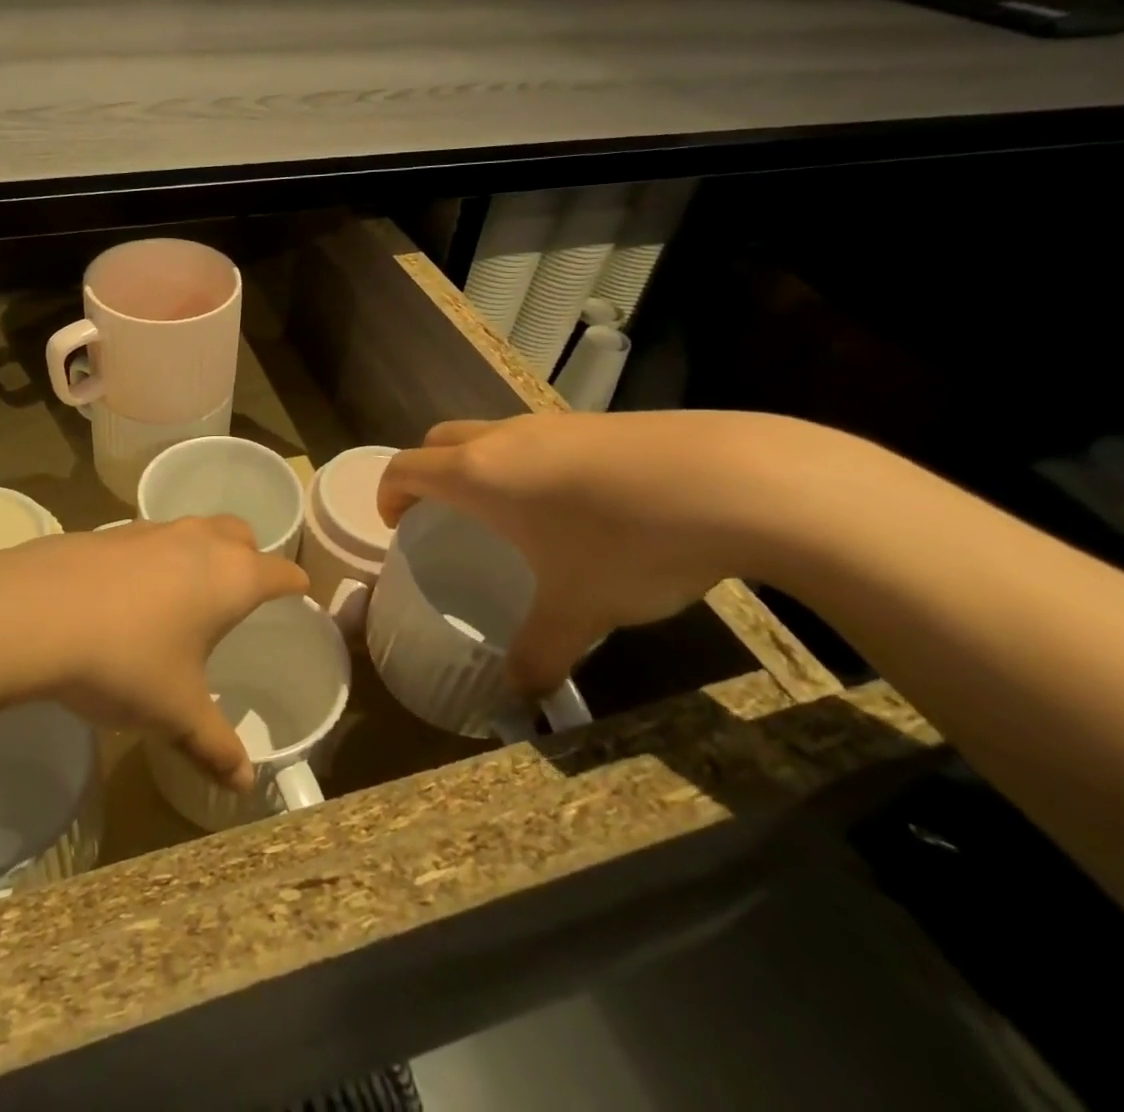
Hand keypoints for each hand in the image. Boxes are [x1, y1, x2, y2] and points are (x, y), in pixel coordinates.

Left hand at [0, 518, 307, 791]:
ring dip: (201, 553)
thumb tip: (243, 784)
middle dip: (250, 557)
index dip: (296, 586)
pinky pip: (151, 538)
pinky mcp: (110, 531)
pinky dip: (157, 558)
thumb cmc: (127, 661)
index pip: (282, 573)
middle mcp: (200, 541)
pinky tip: (132, 595)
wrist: (36, 613)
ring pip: (195, 530)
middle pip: (241, 534)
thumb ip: (213, 745)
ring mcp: (152, 530)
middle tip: (241, 593)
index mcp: (233, 577)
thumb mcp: (175, 712)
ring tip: (187, 594)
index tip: (300, 597)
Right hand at [378, 412, 779, 696]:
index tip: (396, 525)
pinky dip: (532, 465)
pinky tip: (579, 508)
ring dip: (482, 466)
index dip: (388, 494)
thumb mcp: (578, 610)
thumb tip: (521, 700)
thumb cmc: (625, 543)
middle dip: (428, 473)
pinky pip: (542, 439)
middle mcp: (506, 439)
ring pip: (493, 435)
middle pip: (441, 440)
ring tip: (513, 517)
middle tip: (443, 517)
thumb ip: (540, 653)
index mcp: (478, 475)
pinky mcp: (601, 423)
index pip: (405, 467)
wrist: (734, 481)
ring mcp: (555, 423)